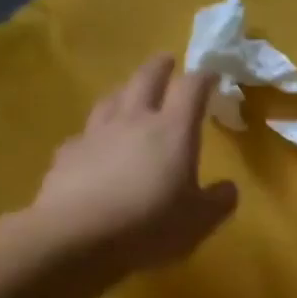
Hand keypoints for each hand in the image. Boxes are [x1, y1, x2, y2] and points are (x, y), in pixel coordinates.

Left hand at [27, 56, 237, 277]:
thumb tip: (228, 188)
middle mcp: (135, 121)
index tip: (212, 74)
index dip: (204, 77)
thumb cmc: (150, 224)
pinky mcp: (68, 154)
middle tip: (167, 60)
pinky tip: (95, 144)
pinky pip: (85, 134)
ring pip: (111, 99)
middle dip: (160, 68)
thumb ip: (219, 201)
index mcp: (174, 131)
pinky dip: (96, 132)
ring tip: (130, 93)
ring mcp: (96, 134)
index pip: (192, 89)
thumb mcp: (200, 220)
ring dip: (124, 91)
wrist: (76, 237)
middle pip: (146, 80)